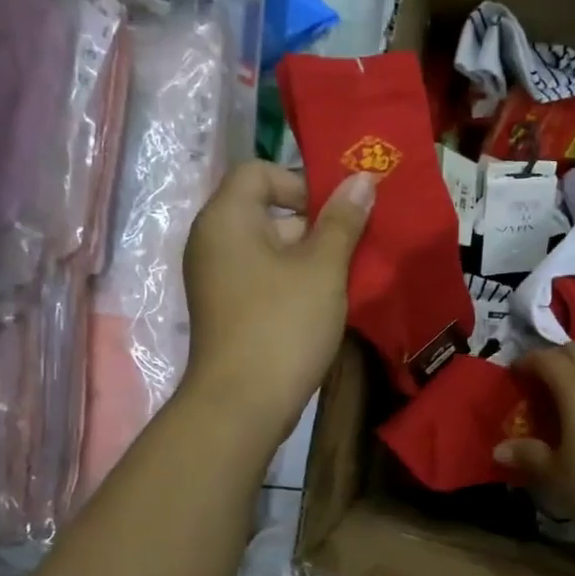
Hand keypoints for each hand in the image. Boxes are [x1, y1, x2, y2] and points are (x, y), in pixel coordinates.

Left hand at [182, 162, 375, 443]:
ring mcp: (217, 278)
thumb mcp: (322, 268)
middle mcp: (213, 241)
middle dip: (314, 223)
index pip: (259, 172)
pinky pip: (263, 277)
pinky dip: (293, 282)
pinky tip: (324, 304)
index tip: (336, 213)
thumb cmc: (283, 325)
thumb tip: (362, 179)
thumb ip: (343, 220)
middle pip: (266, 210)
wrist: (243, 404)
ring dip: (310, 256)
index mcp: (226, 218)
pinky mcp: (227, 309)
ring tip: (346, 277)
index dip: (300, 182)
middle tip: (353, 246)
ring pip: (270, 248)